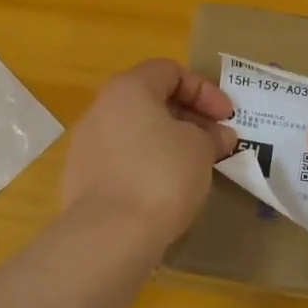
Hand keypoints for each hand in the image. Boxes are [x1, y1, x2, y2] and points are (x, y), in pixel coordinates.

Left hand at [60, 60, 238, 246]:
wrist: (108, 236)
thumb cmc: (161, 175)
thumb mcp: (200, 149)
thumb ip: (212, 136)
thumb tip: (219, 136)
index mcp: (128, 89)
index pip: (169, 71)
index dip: (204, 90)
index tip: (227, 117)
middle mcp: (101, 109)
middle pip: (150, 101)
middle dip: (188, 118)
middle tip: (215, 142)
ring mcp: (86, 146)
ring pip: (136, 133)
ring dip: (168, 143)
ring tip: (195, 168)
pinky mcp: (81, 180)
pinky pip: (122, 162)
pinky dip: (147, 167)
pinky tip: (166, 192)